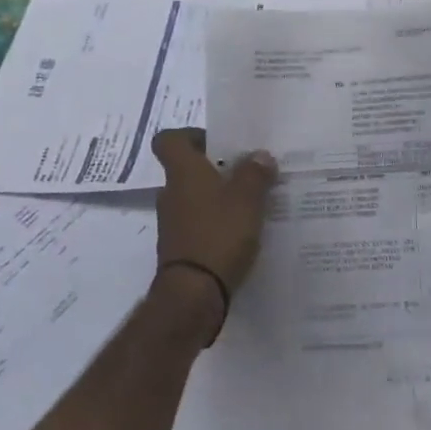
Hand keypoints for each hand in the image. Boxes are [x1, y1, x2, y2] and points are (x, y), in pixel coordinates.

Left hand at [152, 129, 277, 332]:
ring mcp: (173, 222)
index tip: (219, 143)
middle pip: (187, 169)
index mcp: (183, 172)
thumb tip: (260, 155)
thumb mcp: (247, 199)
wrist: (193, 293)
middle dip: (216, 169)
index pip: (169, 139)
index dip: (191, 135)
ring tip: (252, 203)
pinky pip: (199, 223)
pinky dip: (216, 223)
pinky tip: (243, 231)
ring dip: (218, 197)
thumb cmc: (218, 234)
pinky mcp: (181, 247)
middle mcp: (172, 193)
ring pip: (195, 197)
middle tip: (247, 172)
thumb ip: (255, 173)